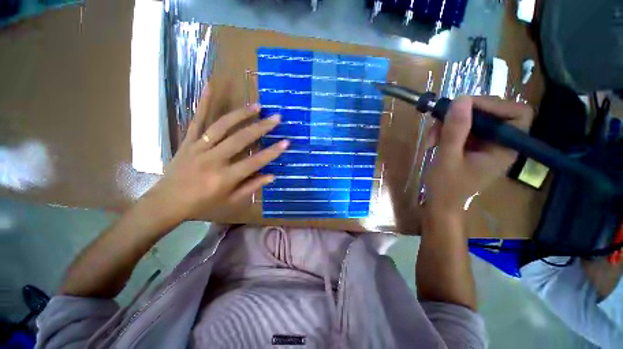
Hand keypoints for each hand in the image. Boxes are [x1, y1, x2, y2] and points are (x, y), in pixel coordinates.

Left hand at [144, 86, 287, 220]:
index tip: (286, 142)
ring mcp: (198, 148)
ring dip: (241, 114)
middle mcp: (213, 160)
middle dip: (261, 128)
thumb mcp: (230, 201)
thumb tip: (272, 175)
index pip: (254, 162)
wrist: (166, 203)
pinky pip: (196, 120)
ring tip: (256, 106)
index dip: (272, 152)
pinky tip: (210, 86)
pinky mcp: (188, 142)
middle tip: (276, 118)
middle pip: (240, 140)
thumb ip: (251, 187)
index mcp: (225, 177)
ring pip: (222, 126)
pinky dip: (203, 103)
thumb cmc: (202, 205)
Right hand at [424, 96, 532, 215]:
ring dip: (448, 123)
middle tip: (439, 120)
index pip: (517, 113)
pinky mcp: (471, 146)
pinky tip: (432, 141)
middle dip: (463, 114)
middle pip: (491, 112)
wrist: (440, 203)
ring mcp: (484, 144)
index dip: (494, 105)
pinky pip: (461, 128)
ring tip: (430, 137)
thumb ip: (455, 131)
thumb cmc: (446, 187)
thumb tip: (460, 99)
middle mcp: (499, 142)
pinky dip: (445, 130)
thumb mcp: (448, 159)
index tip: (465, 107)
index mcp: (505, 148)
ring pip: (472, 119)